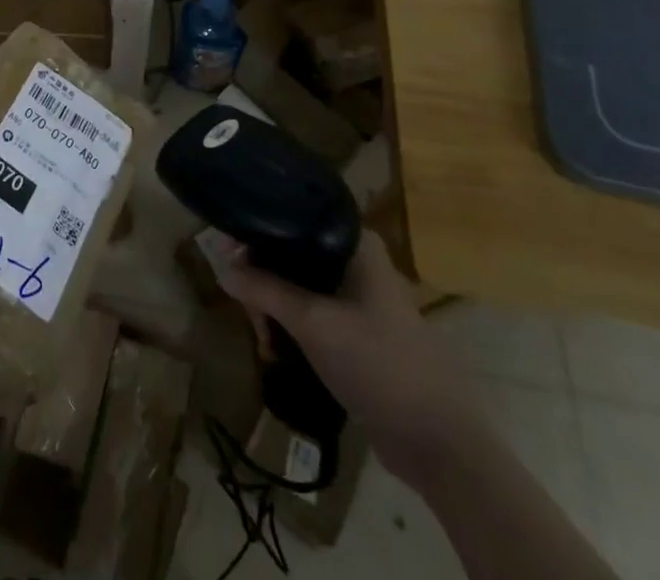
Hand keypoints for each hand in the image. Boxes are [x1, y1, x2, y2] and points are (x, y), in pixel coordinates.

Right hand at [218, 230, 485, 483]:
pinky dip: (293, 324)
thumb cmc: (379, 364)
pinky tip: (277, 347)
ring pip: (301, 284)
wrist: (439, 443)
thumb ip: (265, 290)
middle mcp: (358, 260)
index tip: (227, 251)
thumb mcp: (313, 323)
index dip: (258, 229)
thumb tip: (220, 266)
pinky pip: (314, 311)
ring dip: (276, 305)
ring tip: (262, 336)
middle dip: (264, 278)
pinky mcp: (360, 330)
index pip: (295, 216)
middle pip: (293, 252)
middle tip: (248, 309)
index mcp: (356, 242)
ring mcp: (361, 297)